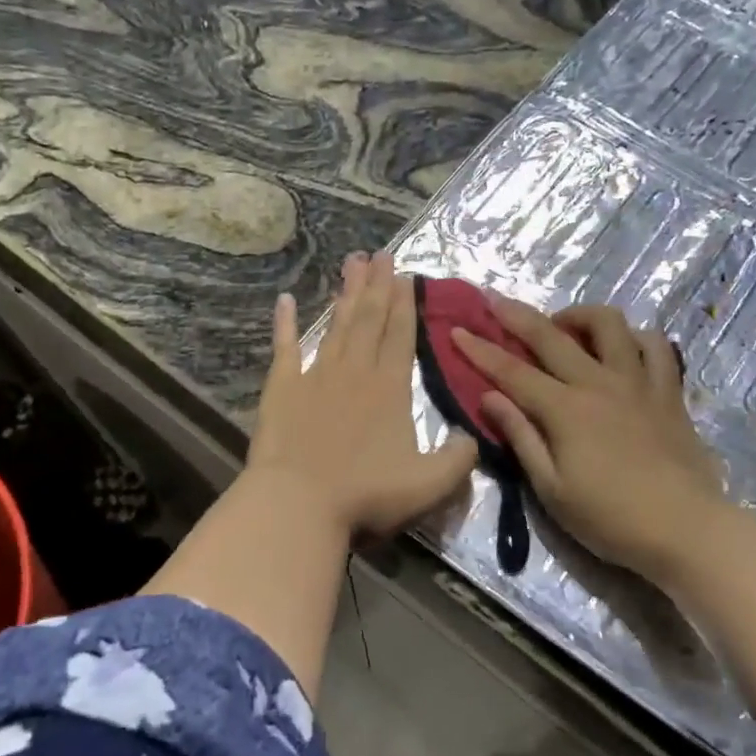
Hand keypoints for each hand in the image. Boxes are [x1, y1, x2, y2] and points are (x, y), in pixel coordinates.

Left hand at [247, 252, 477, 539]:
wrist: (298, 502)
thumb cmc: (366, 494)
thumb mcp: (429, 484)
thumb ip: (458, 459)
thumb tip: (473, 436)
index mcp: (390, 388)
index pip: (401, 336)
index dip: (405, 304)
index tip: (406, 275)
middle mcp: (355, 371)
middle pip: (370, 319)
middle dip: (378, 285)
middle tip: (381, 253)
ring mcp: (316, 375)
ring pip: (336, 324)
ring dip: (346, 293)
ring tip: (352, 261)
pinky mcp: (282, 387)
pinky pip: (285, 347)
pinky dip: (285, 323)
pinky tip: (286, 299)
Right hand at [453, 300, 725, 581]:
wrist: (686, 530)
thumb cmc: (610, 518)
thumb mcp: (552, 489)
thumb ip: (521, 437)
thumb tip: (490, 397)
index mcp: (565, 410)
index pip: (512, 371)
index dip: (480, 350)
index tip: (456, 330)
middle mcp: (599, 383)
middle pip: (551, 336)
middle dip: (516, 315)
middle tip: (494, 300)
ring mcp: (638, 382)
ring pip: (609, 324)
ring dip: (579, 315)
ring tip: (564, 327)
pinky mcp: (668, 391)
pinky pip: (655, 345)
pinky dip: (634, 337)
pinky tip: (622, 347)